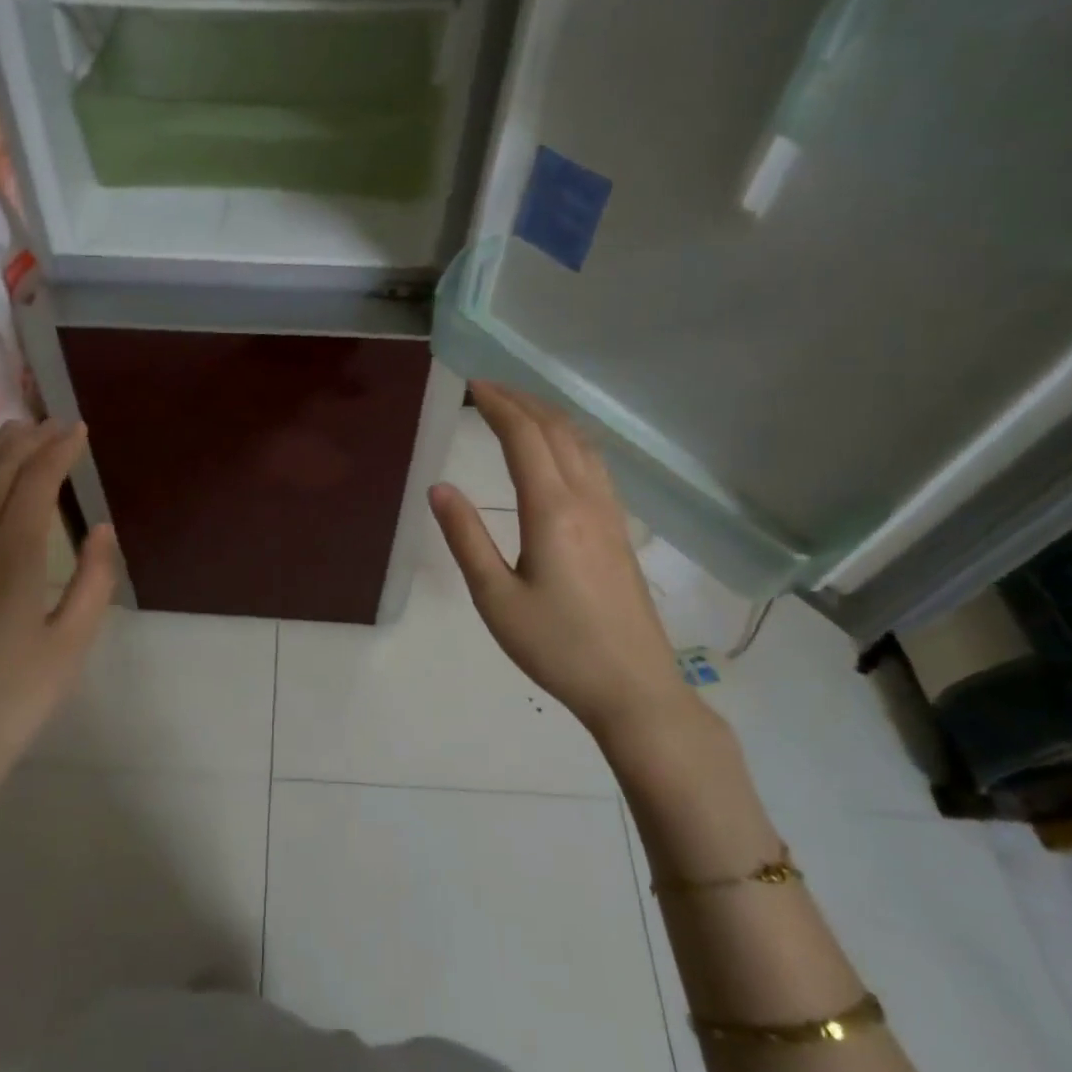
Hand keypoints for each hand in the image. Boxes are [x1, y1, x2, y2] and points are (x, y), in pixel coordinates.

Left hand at [0, 419, 118, 877]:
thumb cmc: (14, 699)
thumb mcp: (71, 644)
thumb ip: (93, 580)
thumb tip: (101, 527)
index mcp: (13, 556)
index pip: (36, 482)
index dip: (59, 450)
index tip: (78, 428)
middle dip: (27, 441)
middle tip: (52, 421)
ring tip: (13, 430)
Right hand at [429, 382, 696, 751]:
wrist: (633, 687)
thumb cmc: (556, 646)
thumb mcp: (495, 598)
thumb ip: (466, 538)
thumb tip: (439, 488)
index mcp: (551, 511)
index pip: (524, 438)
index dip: (498, 405)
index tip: (472, 384)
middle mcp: (586, 500)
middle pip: (556, 430)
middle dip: (522, 401)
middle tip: (488, 387)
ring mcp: (610, 513)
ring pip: (582, 444)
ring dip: (549, 416)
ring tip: (519, 407)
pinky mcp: (621, 530)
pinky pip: (595, 464)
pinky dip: (570, 439)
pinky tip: (560, 449)